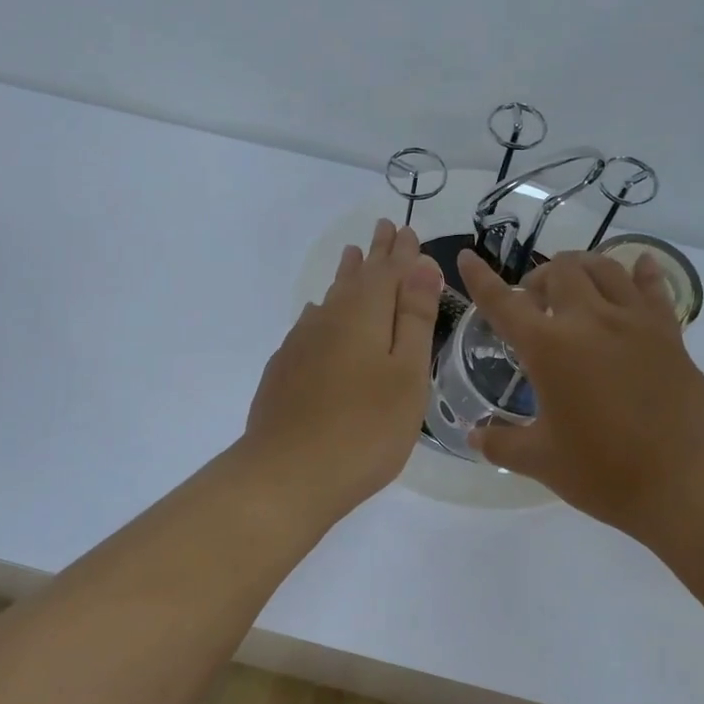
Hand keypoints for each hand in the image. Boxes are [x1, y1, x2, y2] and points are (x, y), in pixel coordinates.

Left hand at [241, 219, 442, 525]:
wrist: (286, 474)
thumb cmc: (365, 429)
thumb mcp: (406, 374)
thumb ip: (413, 318)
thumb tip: (420, 265)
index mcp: (363, 315)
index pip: (388, 271)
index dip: (402, 252)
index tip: (408, 229)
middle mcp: (328, 319)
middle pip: (356, 278)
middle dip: (374, 254)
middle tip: (383, 229)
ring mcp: (300, 344)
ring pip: (330, 298)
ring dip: (346, 276)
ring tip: (352, 256)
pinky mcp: (284, 369)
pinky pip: (310, 324)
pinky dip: (323, 310)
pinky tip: (318, 314)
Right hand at [456, 247, 703, 546]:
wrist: (687, 483)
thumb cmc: (604, 472)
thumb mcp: (541, 461)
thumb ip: (501, 443)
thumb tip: (474, 436)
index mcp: (549, 347)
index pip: (503, 302)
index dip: (481, 279)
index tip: (467, 257)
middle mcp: (590, 321)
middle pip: (560, 270)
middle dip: (540, 278)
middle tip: (535, 304)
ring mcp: (634, 322)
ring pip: (606, 268)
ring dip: (583, 269)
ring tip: (576, 288)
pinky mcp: (669, 334)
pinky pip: (654, 288)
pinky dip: (642, 273)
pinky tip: (640, 267)